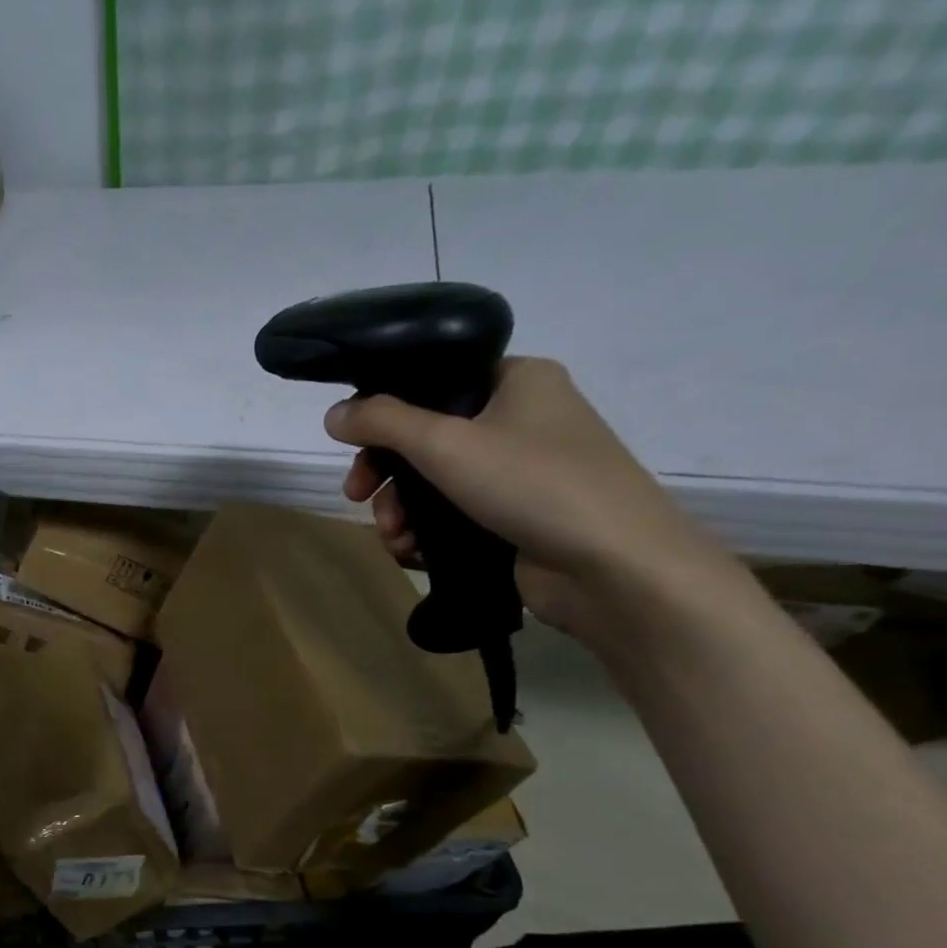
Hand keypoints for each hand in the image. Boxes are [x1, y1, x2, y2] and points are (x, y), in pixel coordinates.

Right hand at [324, 356, 727, 639]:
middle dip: (386, 474)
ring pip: (433, 482)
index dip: (385, 413)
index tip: (353, 447)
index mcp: (516, 380)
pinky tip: (413, 552)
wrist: (613, 567)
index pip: (432, 382)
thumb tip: (333, 414)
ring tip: (395, 538)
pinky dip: (425, 532)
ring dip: (400, 511)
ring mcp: (520, 471)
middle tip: (359, 498)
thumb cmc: (533, 484)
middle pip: (425, 437)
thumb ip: (382, 423)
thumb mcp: (444, 443)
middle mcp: (520, 418)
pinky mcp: (515, 516)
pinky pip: (452, 514)